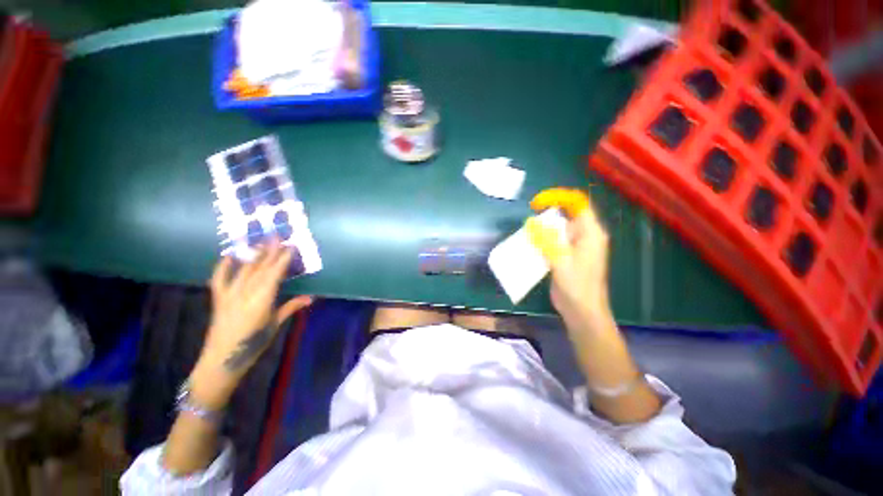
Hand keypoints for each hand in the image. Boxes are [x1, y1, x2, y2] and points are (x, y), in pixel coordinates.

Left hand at [192, 242, 312, 408]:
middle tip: (277, 236)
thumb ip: (291, 307)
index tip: (291, 246)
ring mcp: (229, 294)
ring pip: (244, 269)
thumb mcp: (274, 325)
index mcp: (261, 300)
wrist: (221, 360)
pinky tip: (229, 255)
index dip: (283, 259)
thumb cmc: (253, 344)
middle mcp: (245, 293)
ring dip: (254, 254)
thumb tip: (311, 298)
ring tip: (262, 241)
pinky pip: (219, 278)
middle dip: (270, 251)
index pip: (274, 274)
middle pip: (260, 268)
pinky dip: (223, 266)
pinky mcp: (218, 298)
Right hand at [526, 188, 610, 325]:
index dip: (557, 198)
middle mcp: (585, 236)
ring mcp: (576, 247)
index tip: (536, 204)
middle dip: (546, 216)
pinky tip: (530, 248)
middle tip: (529, 225)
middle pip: (566, 216)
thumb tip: (530, 222)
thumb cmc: (576, 286)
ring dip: (542, 230)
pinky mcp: (567, 256)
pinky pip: (554, 241)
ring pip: (558, 229)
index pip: (577, 204)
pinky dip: (542, 241)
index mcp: (590, 233)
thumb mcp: (560, 260)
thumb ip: (545, 239)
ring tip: (528, 236)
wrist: (582, 312)